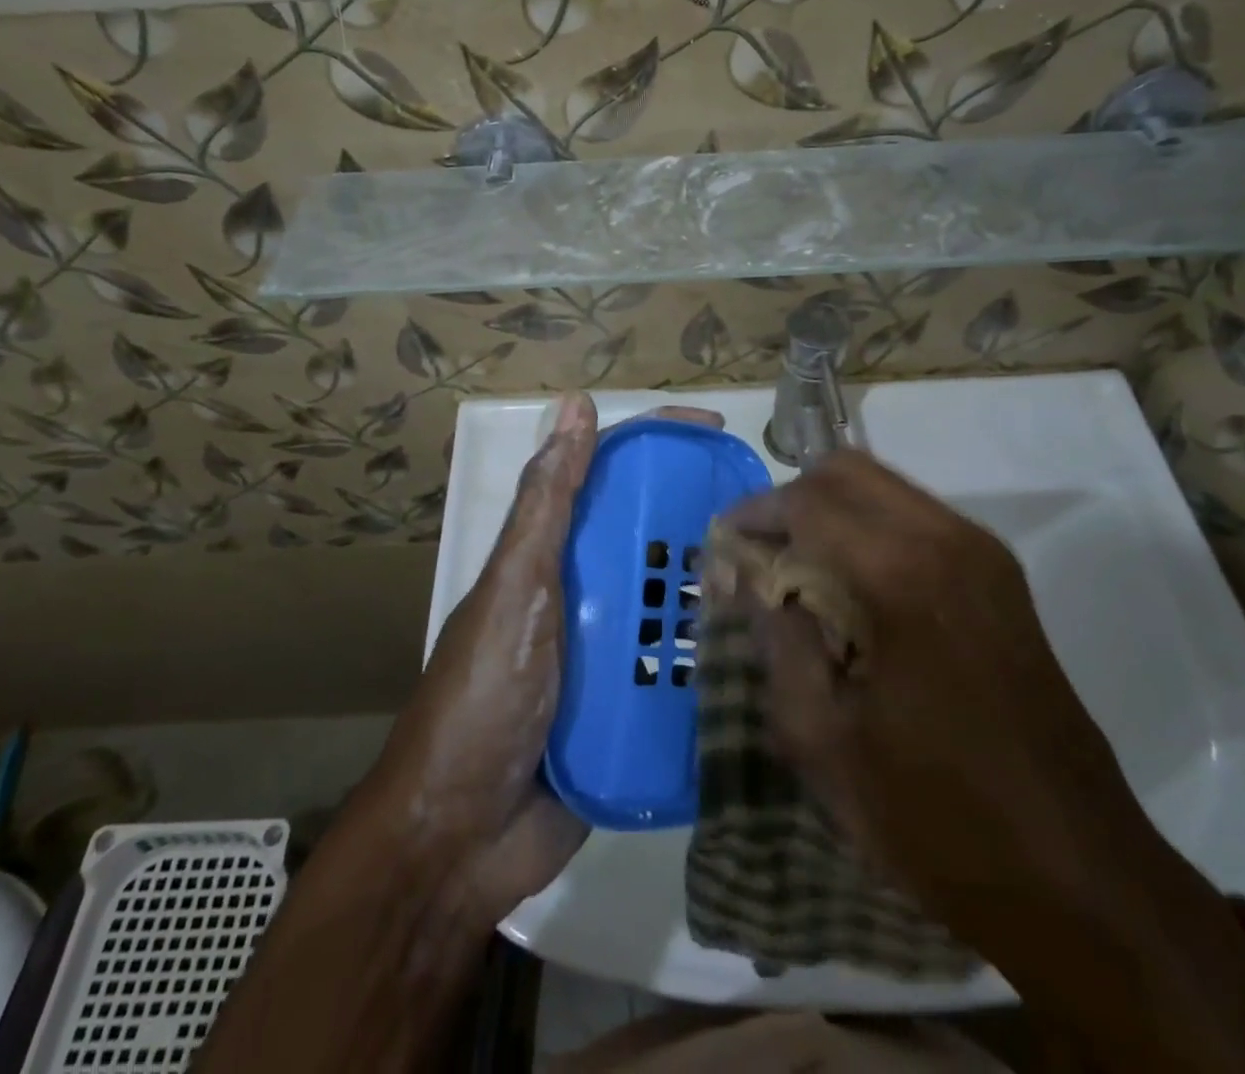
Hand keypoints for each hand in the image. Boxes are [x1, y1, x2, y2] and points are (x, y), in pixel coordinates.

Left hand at [375, 393, 723, 919]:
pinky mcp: (630, 710)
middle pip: (652, 537)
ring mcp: (609, 654)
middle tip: (772, 523)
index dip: (659, 445)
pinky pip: (681, 670)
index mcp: (554, 555)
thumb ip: (548, 503)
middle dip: (704, 520)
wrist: (459, 841)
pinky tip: (765, 653)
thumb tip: (576, 403)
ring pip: (674, 601)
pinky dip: (715, 658)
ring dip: (719, 589)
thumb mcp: (515, 588)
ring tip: (784, 583)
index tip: (717, 434)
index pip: (611, 477)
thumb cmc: (484, 697)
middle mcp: (585, 594)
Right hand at [726, 451, 1244, 1073]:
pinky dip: (869, 531)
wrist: (1078, 877)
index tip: (720, 548)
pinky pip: (916, 519)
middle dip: (790, 500)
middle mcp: (947, 539)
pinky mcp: (1002, 578)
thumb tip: (747, 577)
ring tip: (796, 572)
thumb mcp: (822, 738)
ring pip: (883, 489)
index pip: (805, 500)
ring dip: (830, 513)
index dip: (753, 515)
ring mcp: (983, 554)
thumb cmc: (934, 817)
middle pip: (846, 471)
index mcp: (900, 573)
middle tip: (757, 554)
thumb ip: (776, 638)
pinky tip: (851, 591)